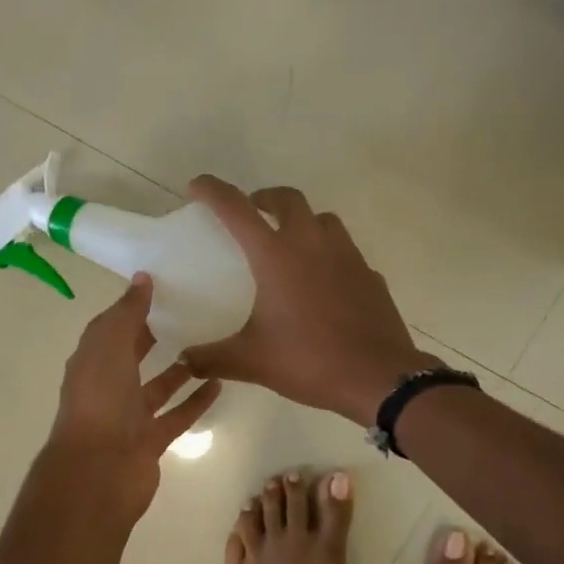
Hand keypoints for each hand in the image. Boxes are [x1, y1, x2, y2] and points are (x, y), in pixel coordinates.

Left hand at [49, 274, 221, 515]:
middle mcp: (107, 388)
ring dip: (179, 370)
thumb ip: (127, 313)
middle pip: (132, 357)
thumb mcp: (110, 347)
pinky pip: (177, 415)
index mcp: (91, 362)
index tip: (160, 289)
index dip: (130, 309)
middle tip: (187, 313)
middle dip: (152, 337)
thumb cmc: (100, 401)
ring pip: (157, 388)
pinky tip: (219, 383)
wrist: (100, 471)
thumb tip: (142, 278)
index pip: (110, 329)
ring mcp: (129, 417)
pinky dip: (195, 401)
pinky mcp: (150, 440)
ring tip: (208, 346)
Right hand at [179, 177, 438, 425]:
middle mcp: (313, 244)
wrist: (378, 377)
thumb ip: (212, 358)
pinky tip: (323, 283)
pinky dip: (328, 255)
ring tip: (289, 244)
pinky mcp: (370, 276)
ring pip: (323, 220)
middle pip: (288, 199)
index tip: (197, 187)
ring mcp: (347, 257)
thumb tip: (185, 360)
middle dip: (265, 199)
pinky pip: (346, 252)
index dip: (213, 192)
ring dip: (302, 221)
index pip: (237, 209)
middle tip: (252, 213)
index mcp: (277, 256)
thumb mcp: (251, 362)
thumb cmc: (309, 361)